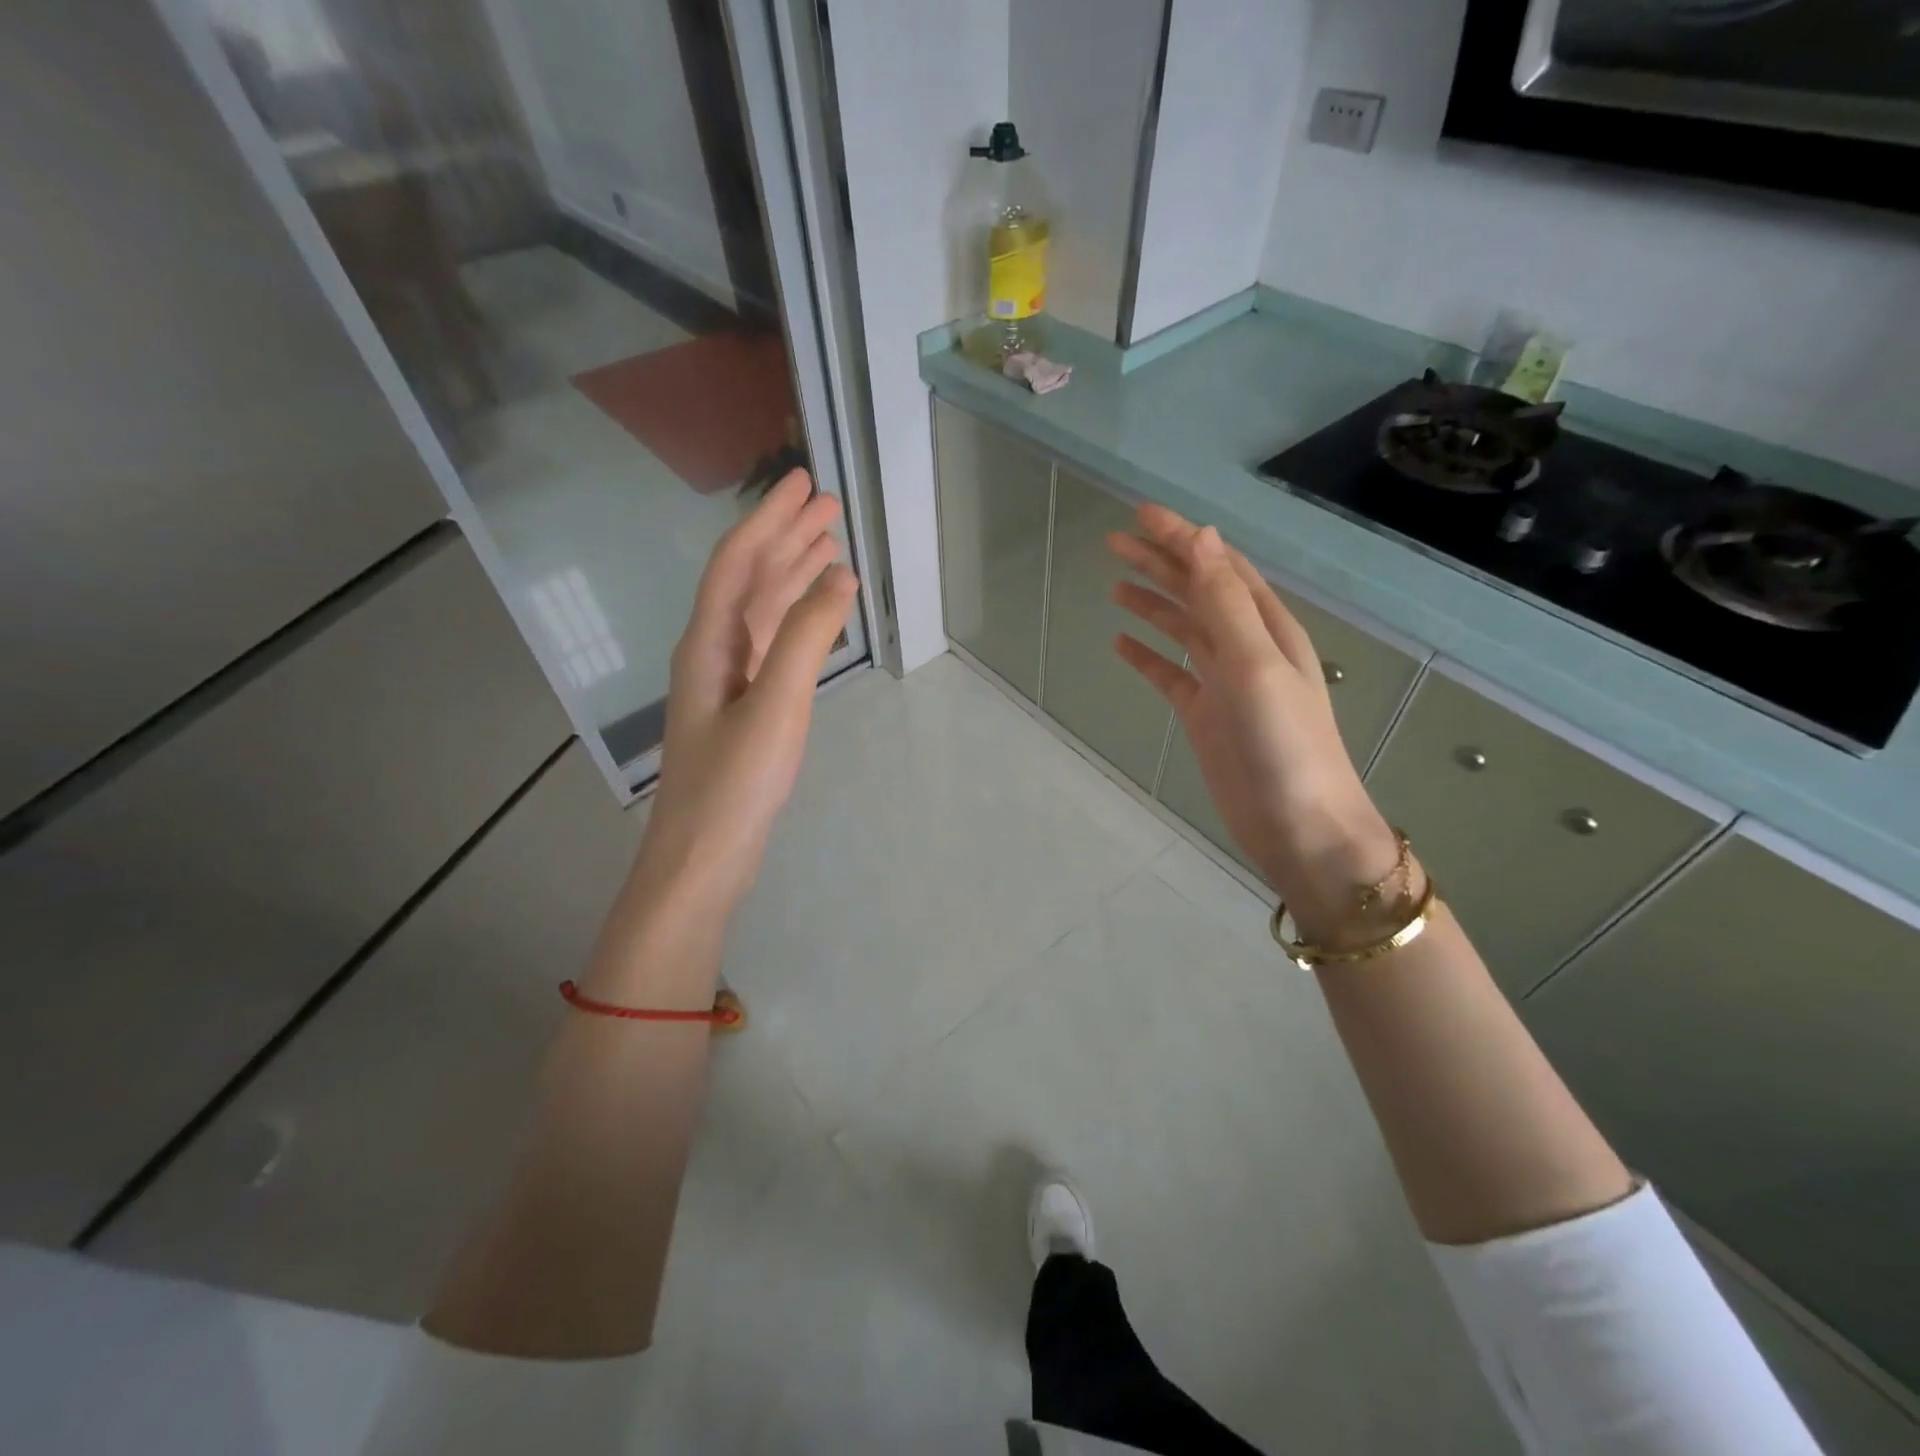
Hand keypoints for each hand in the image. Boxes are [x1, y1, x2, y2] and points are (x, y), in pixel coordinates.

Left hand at [639, 469, 857, 913]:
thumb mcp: (776, 706)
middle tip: (828, 505)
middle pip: (750, 579)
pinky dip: (795, 620)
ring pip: (761, 611)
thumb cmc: (734, 783)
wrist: (703, 857)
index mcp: (708, 643)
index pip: (739, 563)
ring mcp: (727, 681)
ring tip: (829, 546)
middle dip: (787, 538)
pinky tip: (816, 613)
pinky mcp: (743, 707)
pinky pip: (770, 644)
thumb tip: (840, 577)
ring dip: (792, 575)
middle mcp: (712, 651)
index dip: (770, 519)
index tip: (803, 483)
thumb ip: (806, 638)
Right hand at [1107, 504, 1397, 933]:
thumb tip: (1203, 537)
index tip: (1139, 514)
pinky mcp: (1205, 715)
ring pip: (1181, 629)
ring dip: (1151, 603)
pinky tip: (1121, 644)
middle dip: (1159, 562)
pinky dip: (1146, 656)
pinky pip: (1170, 674)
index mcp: (1265, 626)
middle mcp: (1245, 646)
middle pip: (1196, 591)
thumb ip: (1226, 603)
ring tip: (1114, 583)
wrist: (1299, 827)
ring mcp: (1224, 682)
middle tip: (1113, 541)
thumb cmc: (1284, 744)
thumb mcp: (1255, 665)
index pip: (1217, 566)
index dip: (1180, 537)